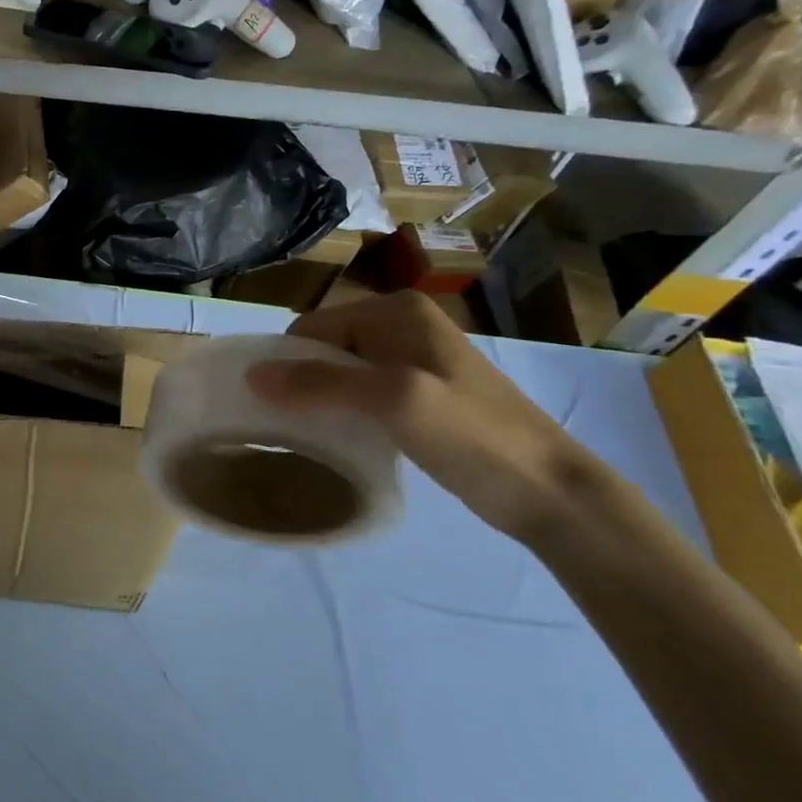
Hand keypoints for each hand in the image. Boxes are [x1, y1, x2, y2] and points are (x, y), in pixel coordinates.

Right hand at [247, 290, 610, 548]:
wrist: (550, 491)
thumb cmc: (472, 435)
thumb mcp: (392, 401)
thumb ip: (320, 382)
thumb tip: (251, 374)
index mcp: (395, 311)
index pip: (311, 328)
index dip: (284, 363)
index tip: (265, 405)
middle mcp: (401, 325)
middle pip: (323, 348)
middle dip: (299, 381)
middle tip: (283, 424)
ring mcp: (412, 360)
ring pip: (339, 372)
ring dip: (317, 399)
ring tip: (304, 434)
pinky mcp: (418, 393)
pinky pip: (360, 392)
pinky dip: (341, 411)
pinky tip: (338, 438)